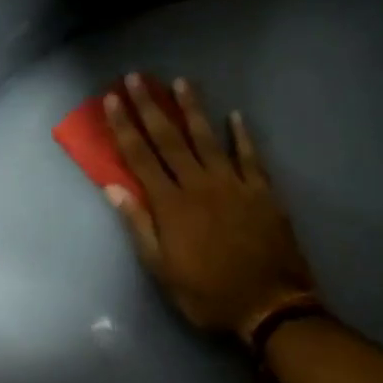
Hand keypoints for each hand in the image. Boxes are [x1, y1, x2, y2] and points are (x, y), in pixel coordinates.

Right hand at [104, 73, 315, 342]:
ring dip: (193, 109)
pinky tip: (236, 116)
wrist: (269, 305)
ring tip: (181, 82)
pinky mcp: (262, 191)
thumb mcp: (162, 269)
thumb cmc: (207, 294)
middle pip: (169, 140)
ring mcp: (234, 185)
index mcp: (171, 206)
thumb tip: (113, 189)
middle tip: (137, 78)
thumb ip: (139, 226)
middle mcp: (199, 185)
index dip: (124, 127)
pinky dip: (242, 135)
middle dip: (150, 107)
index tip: (113, 100)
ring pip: (208, 139)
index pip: (140, 158)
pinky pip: (250, 156)